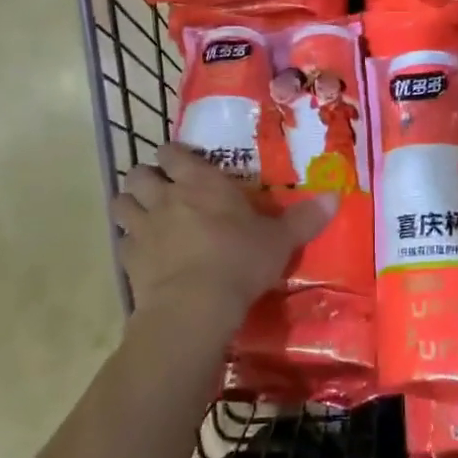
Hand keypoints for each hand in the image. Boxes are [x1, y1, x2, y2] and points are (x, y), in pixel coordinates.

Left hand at [112, 143, 336, 338]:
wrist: (196, 306)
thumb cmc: (240, 260)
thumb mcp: (280, 240)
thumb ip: (305, 218)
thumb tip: (337, 196)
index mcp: (200, 181)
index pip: (172, 151)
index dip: (174, 156)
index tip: (183, 164)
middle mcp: (166, 196)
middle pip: (139, 172)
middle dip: (147, 178)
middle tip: (162, 190)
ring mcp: (142, 227)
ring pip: (121, 202)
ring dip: (130, 206)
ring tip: (145, 217)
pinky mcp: (128, 260)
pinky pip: (120, 242)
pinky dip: (128, 244)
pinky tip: (142, 255)